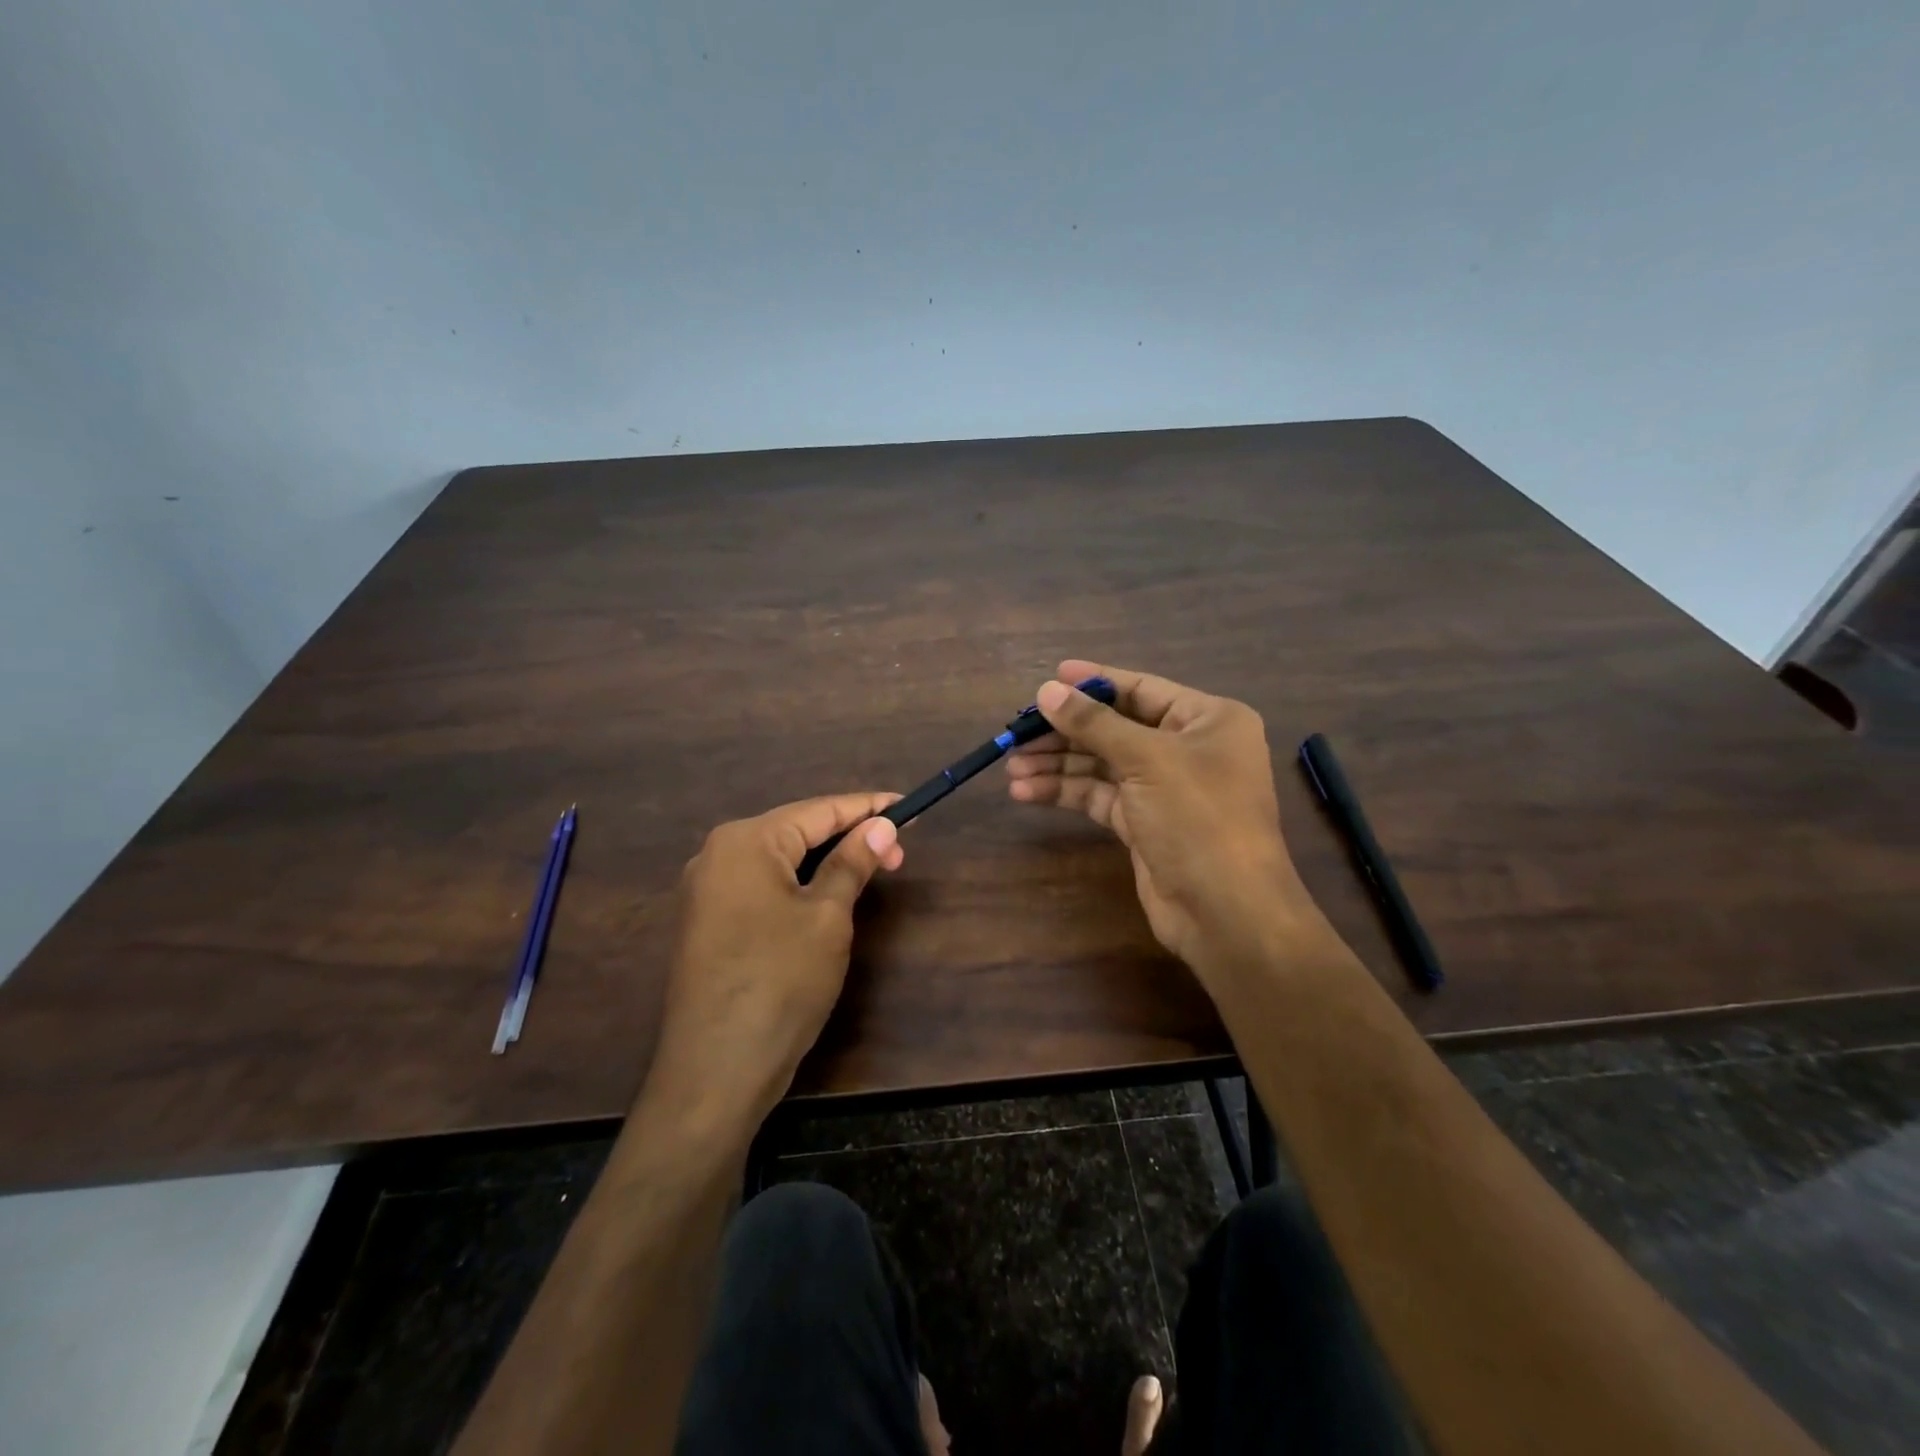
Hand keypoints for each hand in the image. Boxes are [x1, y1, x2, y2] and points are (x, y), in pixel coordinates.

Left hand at [646, 793, 904, 1124]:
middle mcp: (718, 855)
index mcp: (745, 841)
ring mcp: (707, 891)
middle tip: (899, 853)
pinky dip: (800, 885)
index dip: (867, 808)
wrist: (715, 1071)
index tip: (909, 806)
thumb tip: (882, 825)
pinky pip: (764, 886)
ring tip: (872, 871)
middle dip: (849, 837)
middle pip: (797, 831)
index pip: (818, 810)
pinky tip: (828, 894)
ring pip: (781, 860)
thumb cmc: (779, 982)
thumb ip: (853, 863)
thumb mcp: (827, 917)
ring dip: (827, 862)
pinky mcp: (709, 923)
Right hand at [1006, 659, 1315, 979]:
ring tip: (1012, 765)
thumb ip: (1094, 724)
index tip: (1050, 677)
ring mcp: (1164, 788)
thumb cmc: (1199, 818)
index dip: (1094, 683)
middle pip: (1115, 728)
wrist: (1226, 911)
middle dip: (1066, 731)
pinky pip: (1098, 796)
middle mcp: (1188, 748)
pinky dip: (1065, 792)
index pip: (1141, 689)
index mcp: (1207, 720)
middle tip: (1017, 732)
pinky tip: (1026, 791)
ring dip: (1057, 763)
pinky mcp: (1143, 823)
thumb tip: (1046, 690)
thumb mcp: (1147, 760)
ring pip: (1102, 764)